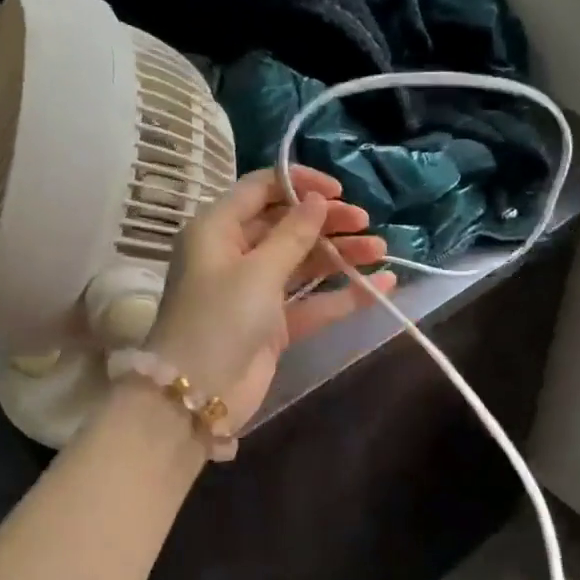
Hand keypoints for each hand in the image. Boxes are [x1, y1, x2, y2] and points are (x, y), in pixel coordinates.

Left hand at [145, 167, 397, 428]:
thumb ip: (293, 234)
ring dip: (341, 255)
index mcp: (217, 229)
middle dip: (327, 222)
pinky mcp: (272, 324)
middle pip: (286, 225)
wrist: (199, 395)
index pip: (260, 189)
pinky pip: (311, 301)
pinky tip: (380, 286)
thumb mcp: (258, 271)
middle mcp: (234, 254)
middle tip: (366, 224)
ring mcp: (254, 291)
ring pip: (303, 263)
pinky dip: (342, 294)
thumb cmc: (220, 319)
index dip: (299, 184)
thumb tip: (317, 201)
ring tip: (380, 250)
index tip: (338, 192)